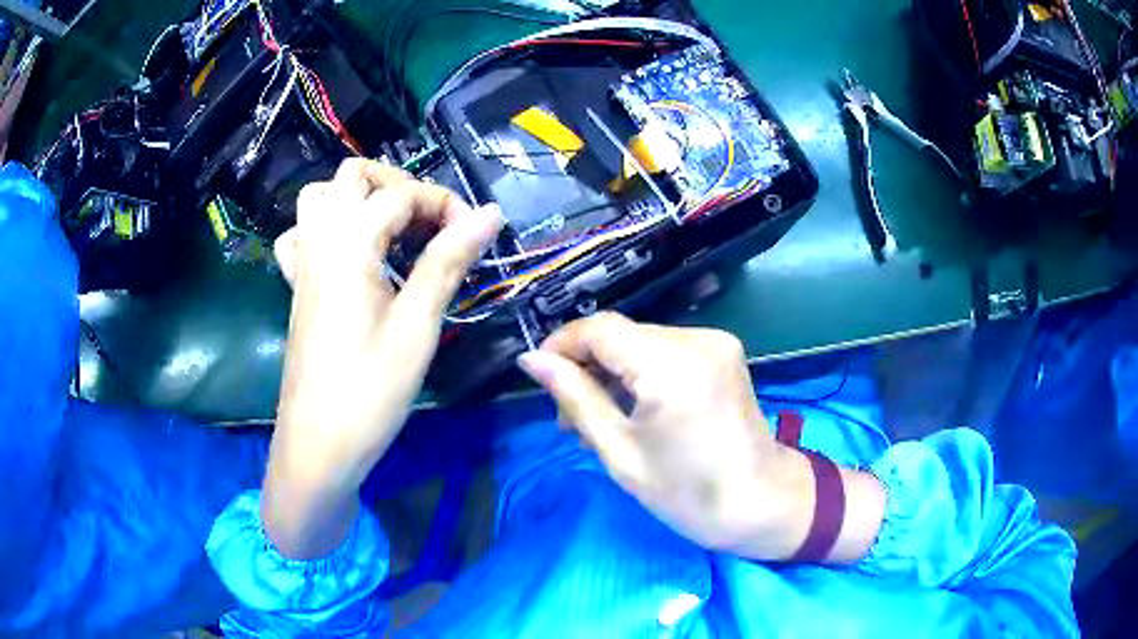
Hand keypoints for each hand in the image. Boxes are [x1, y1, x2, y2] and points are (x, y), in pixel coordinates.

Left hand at [264, 159, 500, 557]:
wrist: (318, 446)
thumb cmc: (369, 391)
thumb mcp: (417, 326)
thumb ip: (448, 260)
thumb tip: (489, 213)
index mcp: (349, 245)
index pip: (402, 194)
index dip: (445, 204)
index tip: (475, 235)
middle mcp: (320, 242)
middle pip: (352, 176)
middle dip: (398, 185)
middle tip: (430, 224)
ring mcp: (303, 264)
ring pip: (320, 198)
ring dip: (359, 199)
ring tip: (392, 231)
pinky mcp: (298, 289)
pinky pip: (301, 237)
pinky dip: (326, 229)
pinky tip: (349, 255)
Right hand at [518, 312, 884, 562]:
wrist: (761, 504)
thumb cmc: (687, 494)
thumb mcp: (619, 451)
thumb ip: (575, 397)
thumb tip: (531, 360)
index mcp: (671, 366)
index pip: (599, 329)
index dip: (561, 344)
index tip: (538, 375)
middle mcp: (697, 339)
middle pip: (621, 334)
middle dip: (587, 367)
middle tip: (569, 417)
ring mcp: (716, 341)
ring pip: (641, 341)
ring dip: (613, 372)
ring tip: (598, 420)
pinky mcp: (723, 351)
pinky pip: (666, 350)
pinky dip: (641, 372)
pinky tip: (634, 408)